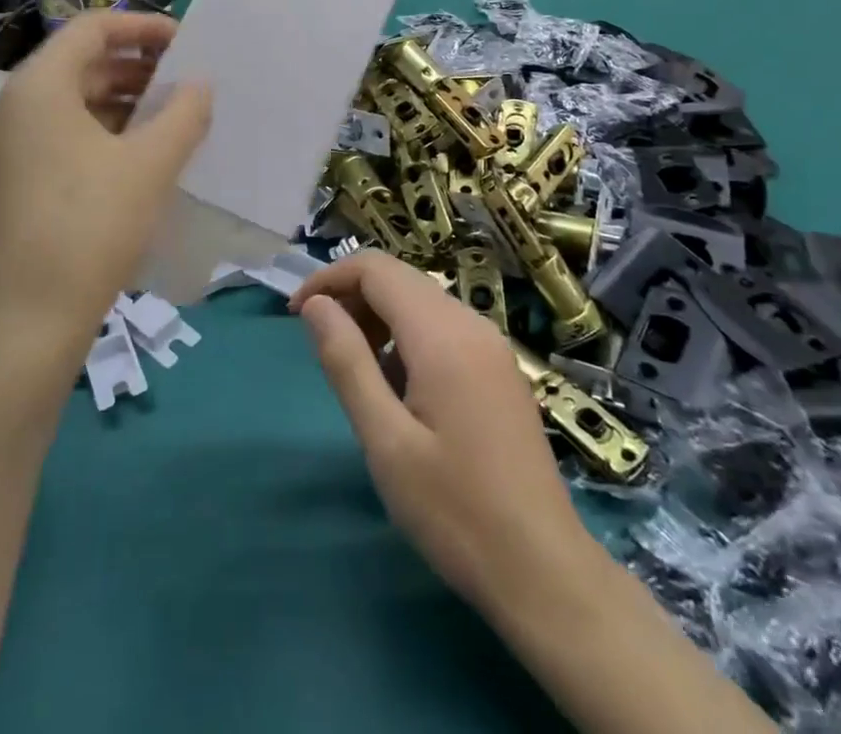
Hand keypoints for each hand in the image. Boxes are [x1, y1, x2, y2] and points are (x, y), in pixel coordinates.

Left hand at [0, 11, 210, 346]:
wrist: (26, 322)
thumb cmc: (90, 226)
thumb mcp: (149, 164)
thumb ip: (183, 114)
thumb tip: (199, 86)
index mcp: (39, 86)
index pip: (91, 29)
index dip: (141, 27)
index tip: (185, 43)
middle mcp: (15, 106)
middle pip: (81, 63)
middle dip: (137, 66)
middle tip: (186, 82)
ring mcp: (10, 146)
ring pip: (74, 102)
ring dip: (125, 101)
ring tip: (173, 118)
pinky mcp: (16, 180)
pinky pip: (65, 135)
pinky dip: (105, 132)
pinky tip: (143, 155)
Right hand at [289, 252, 601, 618]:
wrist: (544, 572)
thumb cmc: (455, 511)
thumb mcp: (385, 441)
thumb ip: (346, 362)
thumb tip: (316, 305)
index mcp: (442, 334)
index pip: (375, 269)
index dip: (329, 279)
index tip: (296, 315)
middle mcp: (471, 323)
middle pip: (399, 278)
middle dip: (351, 295)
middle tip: (319, 343)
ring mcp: (491, 345)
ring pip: (420, 300)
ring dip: (377, 316)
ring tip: (354, 368)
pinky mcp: (499, 368)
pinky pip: (442, 326)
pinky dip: (406, 335)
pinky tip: (397, 386)